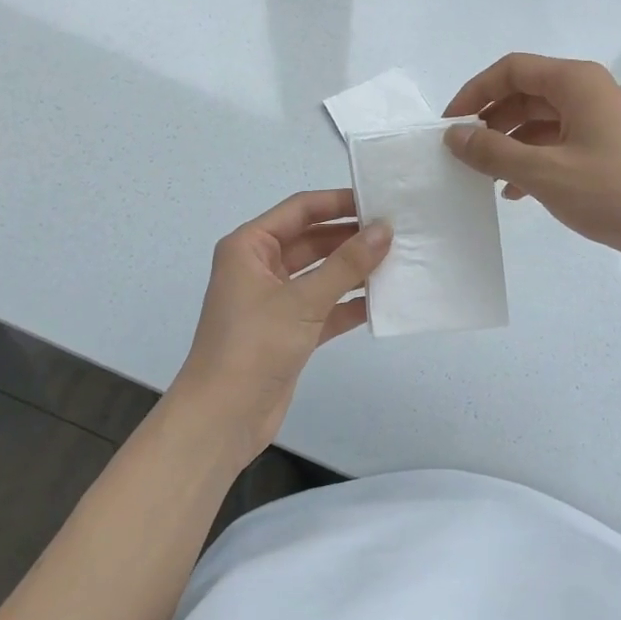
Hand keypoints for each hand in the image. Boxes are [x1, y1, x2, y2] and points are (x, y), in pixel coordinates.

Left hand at [167, 190, 390, 465]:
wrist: (223, 418)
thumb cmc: (254, 346)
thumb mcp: (303, 300)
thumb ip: (347, 263)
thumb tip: (384, 229)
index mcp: (249, 247)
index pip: (300, 210)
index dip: (338, 202)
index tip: (379, 201)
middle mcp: (260, 267)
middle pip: (312, 240)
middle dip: (351, 237)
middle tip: (397, 233)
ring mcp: (275, 300)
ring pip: (321, 273)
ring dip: (354, 270)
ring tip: (398, 261)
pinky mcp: (288, 330)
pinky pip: (324, 306)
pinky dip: (349, 303)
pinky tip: (383, 301)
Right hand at [443, 53, 620, 273]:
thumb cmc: (612, 193)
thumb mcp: (544, 172)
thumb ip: (493, 152)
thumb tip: (455, 136)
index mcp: (576, 82)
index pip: (512, 70)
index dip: (475, 92)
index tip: (450, 124)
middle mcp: (588, 93)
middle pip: (525, 94)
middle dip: (490, 121)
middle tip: (462, 153)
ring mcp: (600, 122)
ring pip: (540, 122)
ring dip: (509, 145)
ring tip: (483, 176)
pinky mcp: (606, 151)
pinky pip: (558, 144)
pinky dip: (532, 161)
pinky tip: (514, 191)